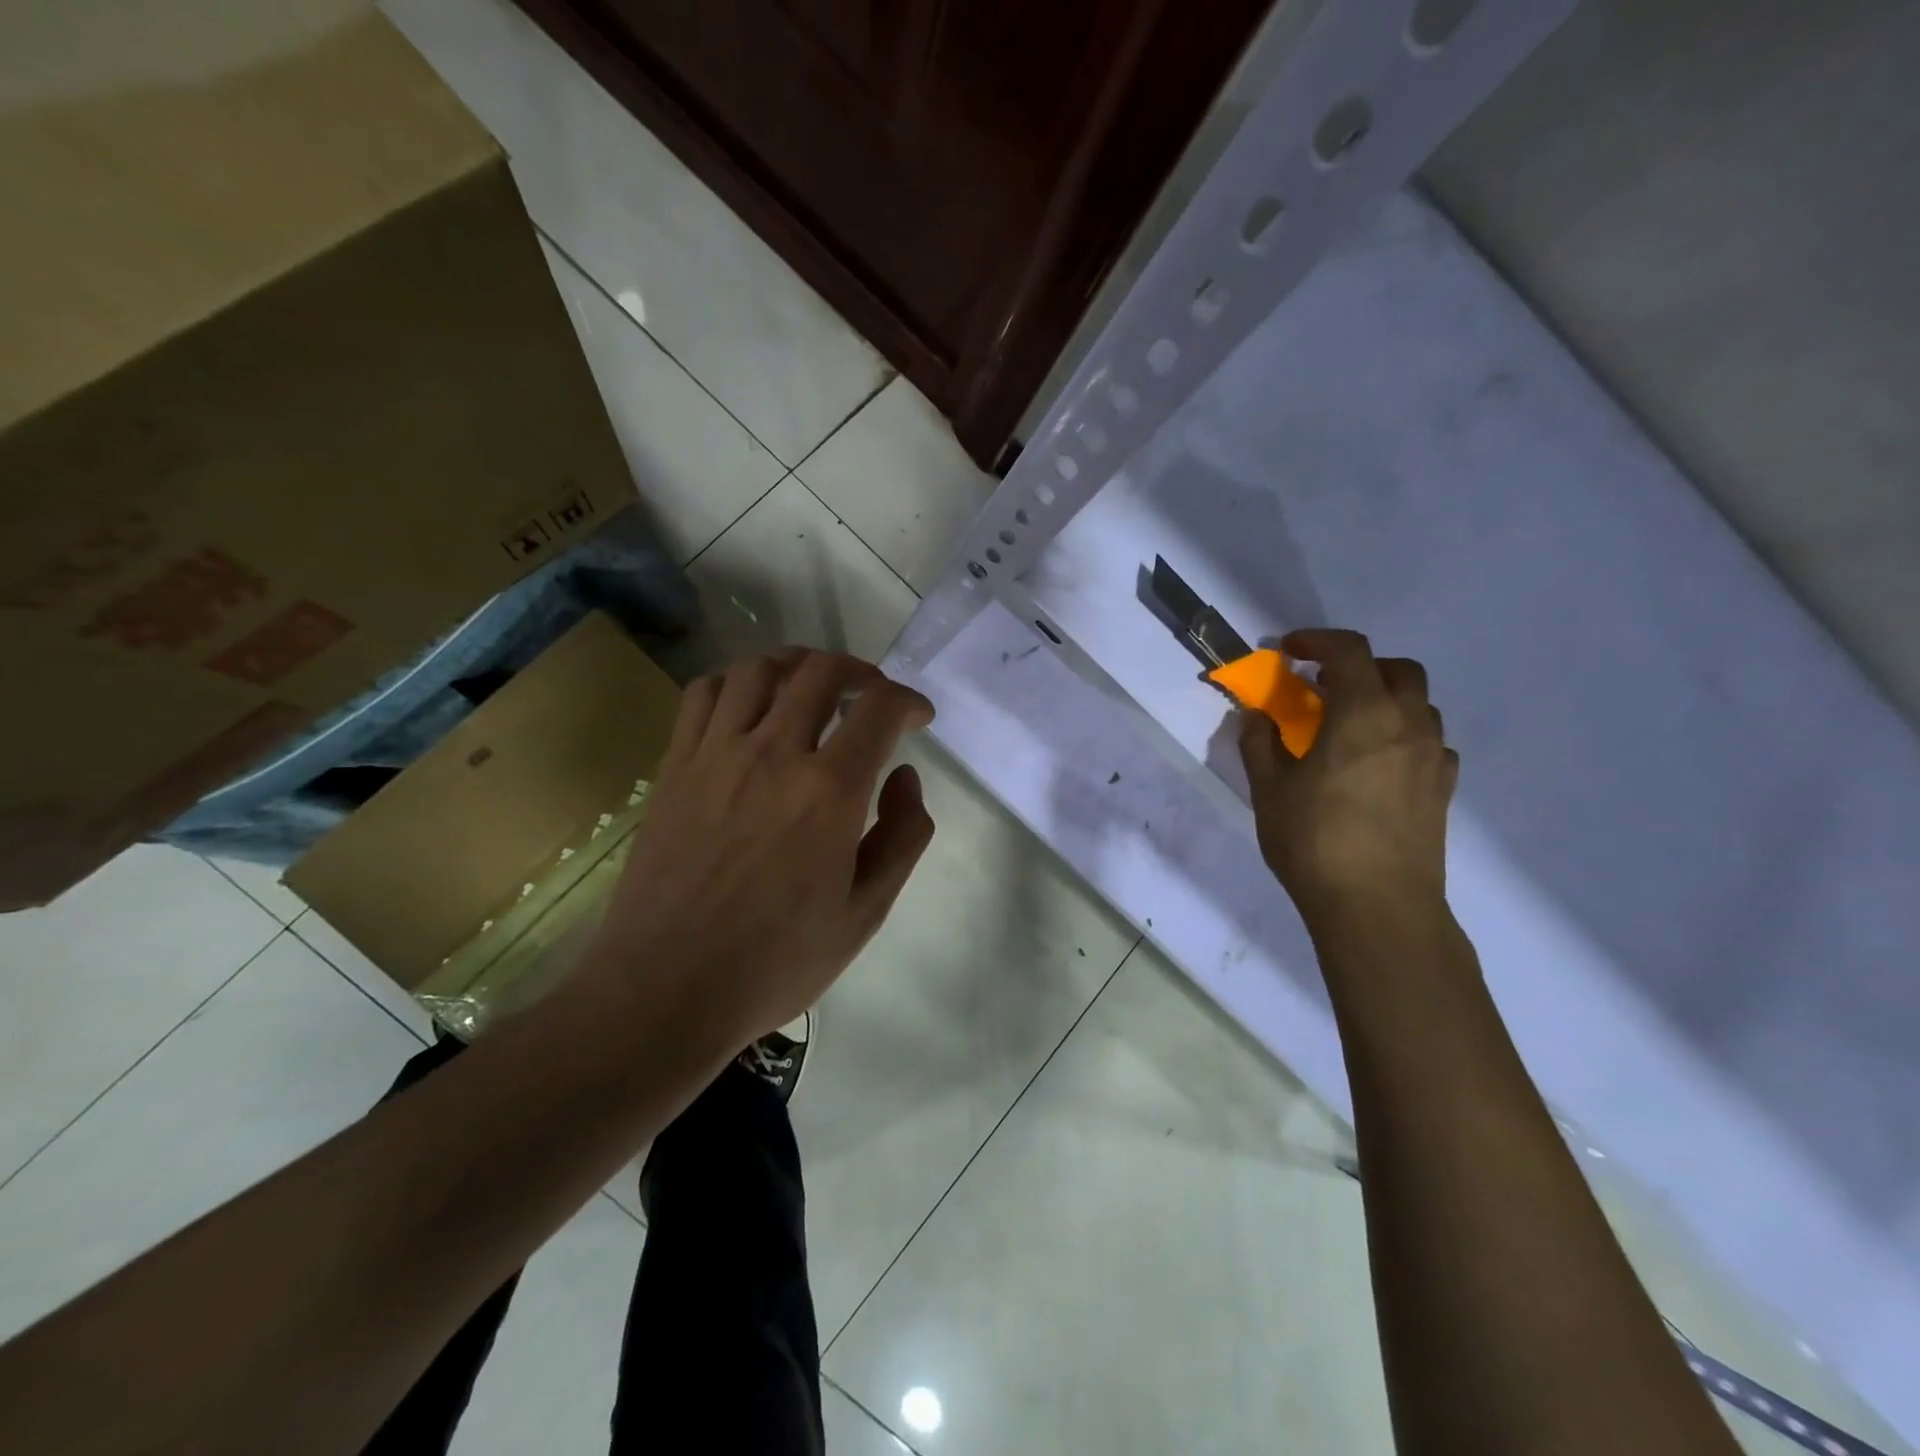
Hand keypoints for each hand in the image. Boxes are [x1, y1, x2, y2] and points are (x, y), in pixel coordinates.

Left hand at [583, 648, 935, 1052]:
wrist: (665, 990)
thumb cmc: (775, 961)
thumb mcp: (865, 913)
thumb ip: (902, 836)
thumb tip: (905, 776)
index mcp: (828, 792)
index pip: (879, 709)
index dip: (908, 701)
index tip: (918, 717)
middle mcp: (773, 754)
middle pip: (821, 672)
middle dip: (860, 672)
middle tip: (872, 696)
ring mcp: (715, 755)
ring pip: (760, 669)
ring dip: (799, 665)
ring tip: (814, 686)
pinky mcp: (675, 767)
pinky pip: (703, 694)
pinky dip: (736, 681)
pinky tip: (750, 704)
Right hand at [1239, 630, 1457, 926]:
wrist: (1378, 906)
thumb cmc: (1314, 841)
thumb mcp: (1269, 789)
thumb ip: (1259, 743)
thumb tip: (1255, 716)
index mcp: (1363, 713)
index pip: (1348, 650)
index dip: (1316, 640)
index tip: (1289, 650)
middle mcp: (1408, 724)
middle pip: (1396, 669)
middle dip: (1358, 666)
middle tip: (1323, 689)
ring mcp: (1433, 757)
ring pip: (1418, 705)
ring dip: (1384, 700)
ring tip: (1349, 729)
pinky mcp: (1443, 788)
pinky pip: (1428, 742)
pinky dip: (1402, 736)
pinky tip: (1377, 766)